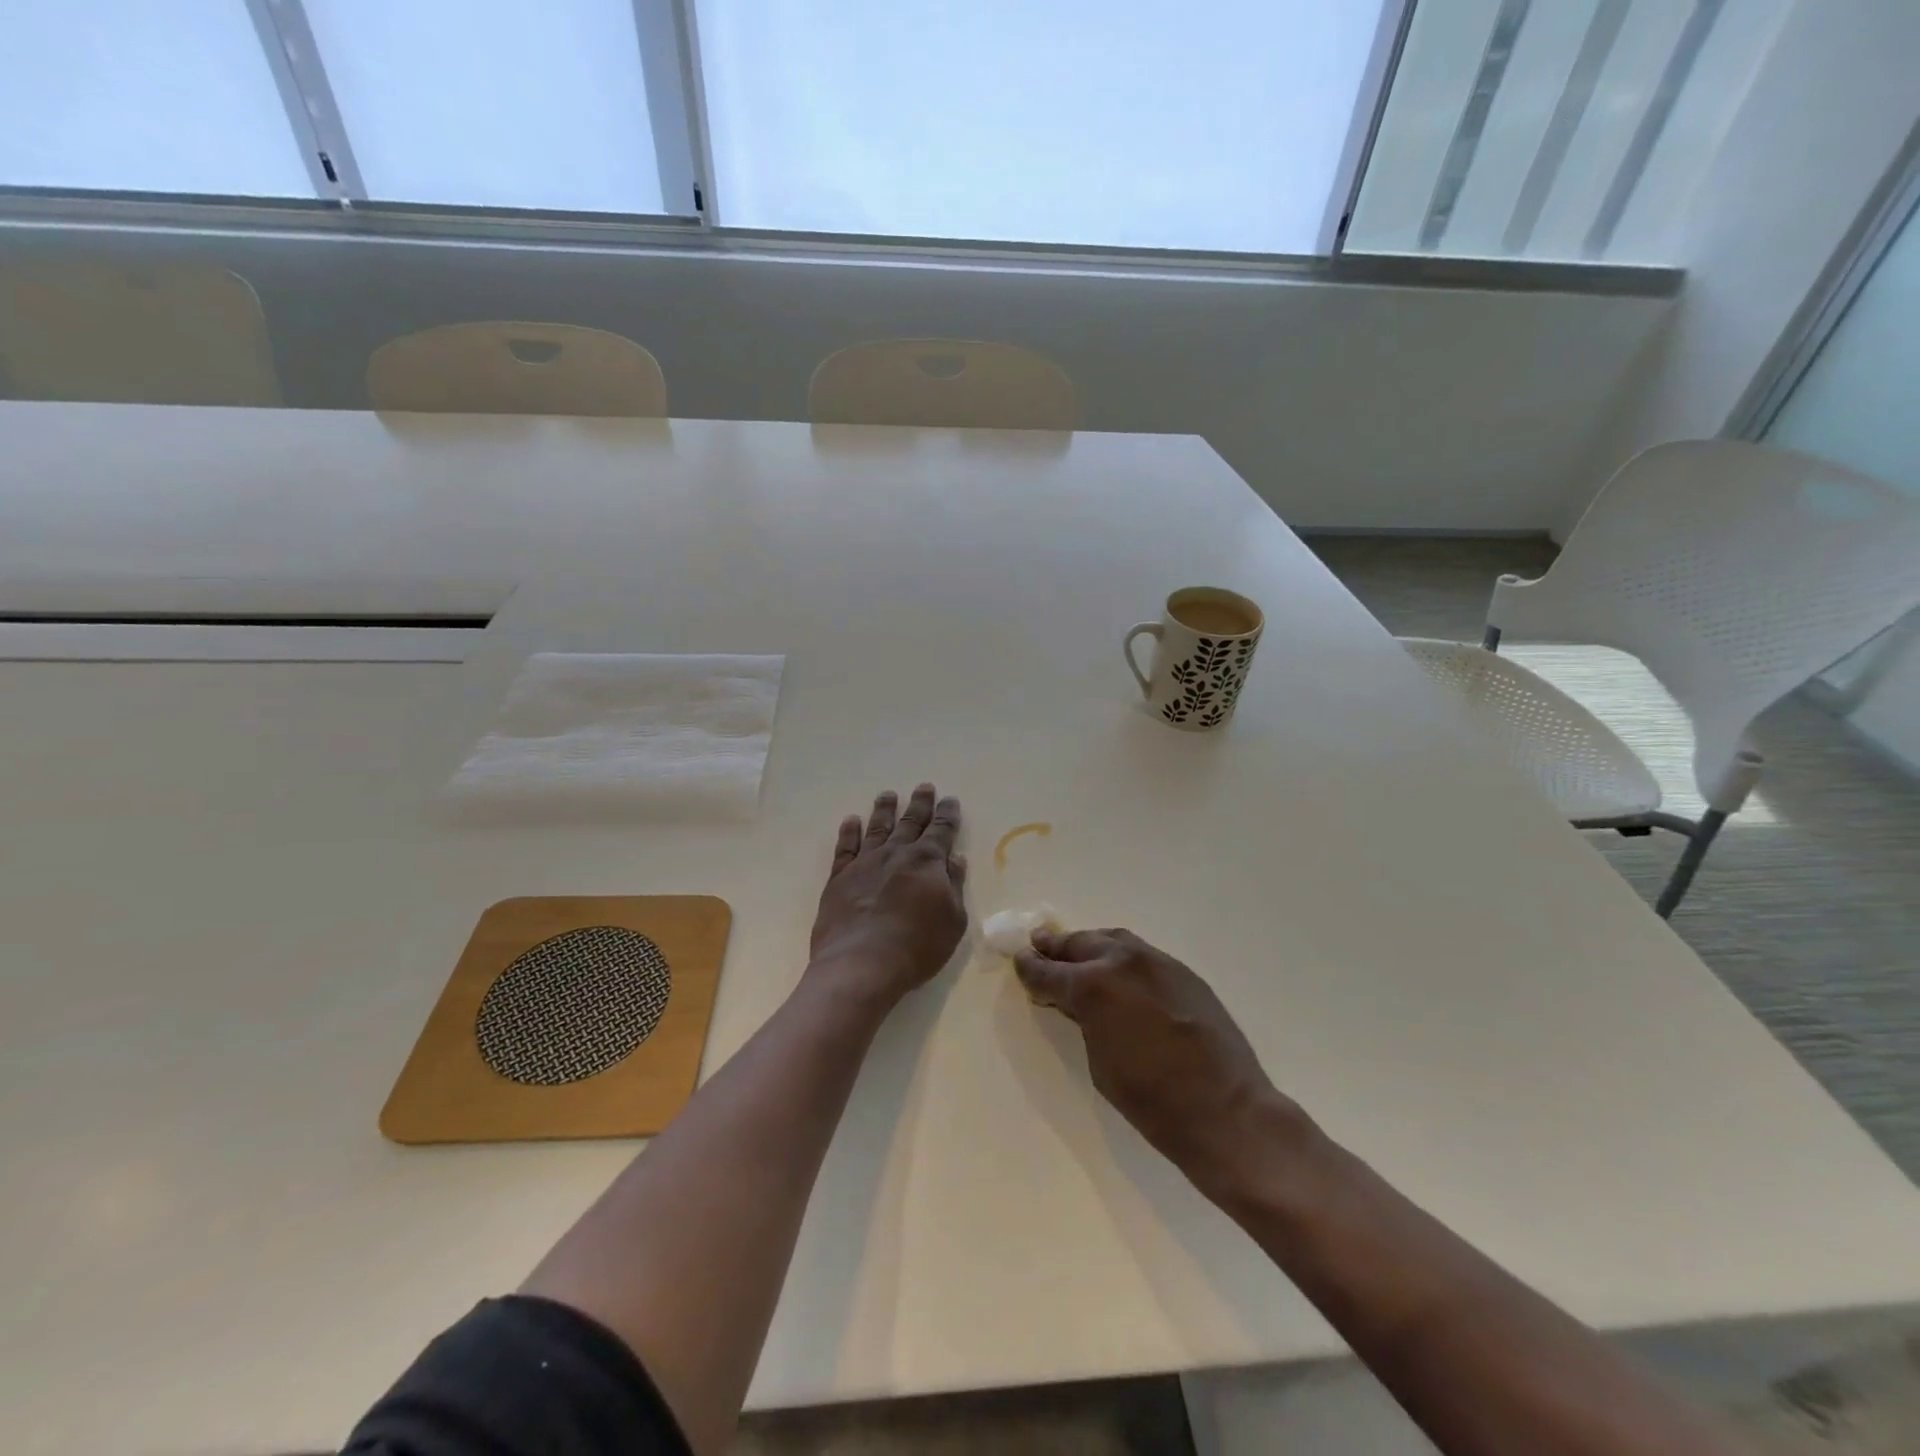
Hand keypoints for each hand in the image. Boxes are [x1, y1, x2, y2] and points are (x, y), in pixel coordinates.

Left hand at [808, 785, 968, 1011]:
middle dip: (920, 804)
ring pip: (877, 827)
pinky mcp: (839, 877)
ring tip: (888, 794)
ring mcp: (865, 862)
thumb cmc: (917, 947)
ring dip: (884, 810)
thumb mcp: (953, 921)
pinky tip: (851, 821)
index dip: (947, 815)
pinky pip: (845, 847)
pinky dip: (849, 832)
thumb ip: (954, 886)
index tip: (949, 800)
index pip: (941, 831)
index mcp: (928, 861)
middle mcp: (897, 853)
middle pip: (910, 822)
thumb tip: (955, 859)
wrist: (861, 963)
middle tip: (924, 787)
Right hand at [1015, 928, 1302, 1200]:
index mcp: (1092, 986)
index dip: (1031, 968)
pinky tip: (1118, 969)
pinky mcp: (1181, 971)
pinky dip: (1121, 956)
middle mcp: (1121, 961)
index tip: (1020, 962)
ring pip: (1112, 940)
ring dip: (1090, 946)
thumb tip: (1076, 1002)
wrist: (1225, 1110)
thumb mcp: (1099, 1062)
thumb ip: (1083, 1020)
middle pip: (1079, 944)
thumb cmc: (1151, 1101)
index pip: (1049, 971)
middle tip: (1040, 947)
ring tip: (1076, 951)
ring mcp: (1156, 961)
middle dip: (1057, 948)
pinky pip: (1141, 954)